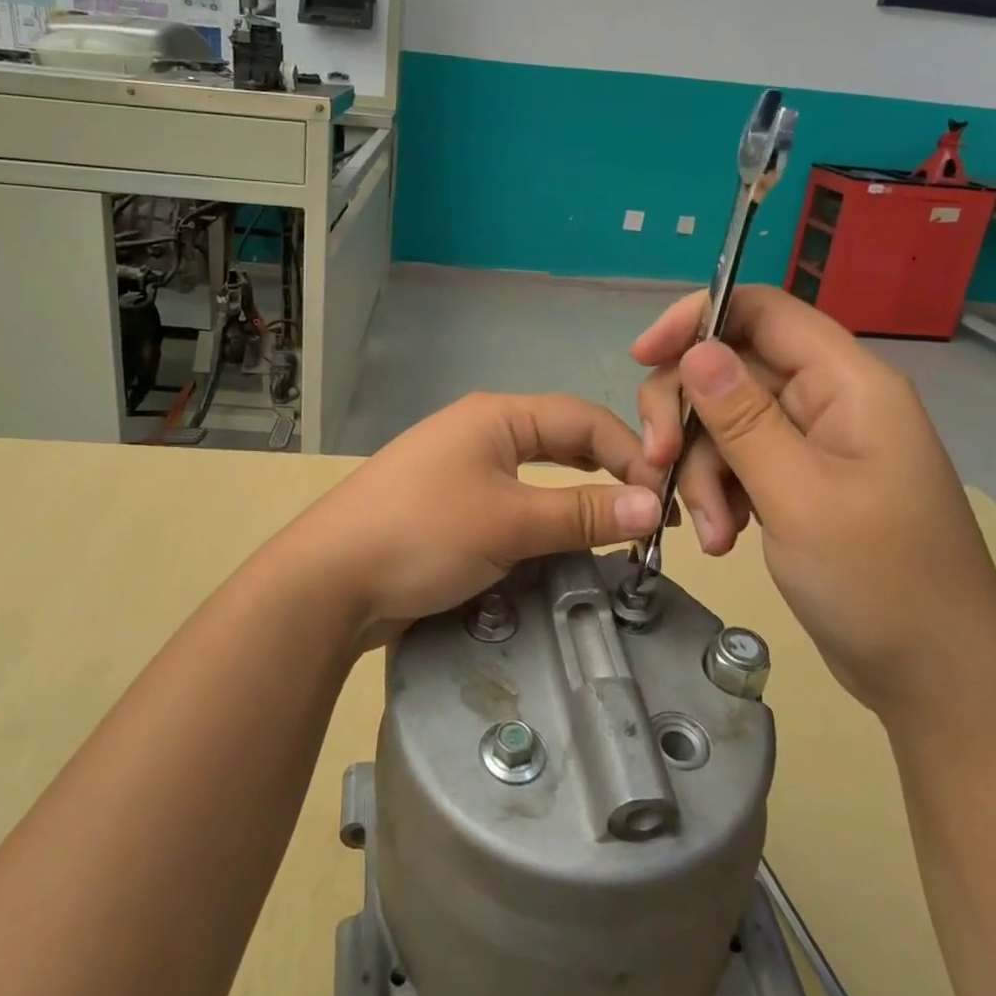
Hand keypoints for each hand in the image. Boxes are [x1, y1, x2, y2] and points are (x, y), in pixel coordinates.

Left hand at [282, 393, 663, 639]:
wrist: (329, 579)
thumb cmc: (422, 534)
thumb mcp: (509, 522)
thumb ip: (583, 512)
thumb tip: (653, 505)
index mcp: (497, 415)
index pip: (583, 418)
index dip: (631, 452)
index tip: (666, 496)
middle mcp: (482, 430)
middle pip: (562, 440)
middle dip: (609, 469)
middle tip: (648, 511)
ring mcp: (463, 467)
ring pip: (539, 472)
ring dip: (579, 494)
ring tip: (617, 525)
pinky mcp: (450, 504)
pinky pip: (514, 499)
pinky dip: (546, 514)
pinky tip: (563, 539)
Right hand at [634, 288, 995, 724]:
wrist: (936, 680)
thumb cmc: (881, 583)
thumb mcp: (799, 495)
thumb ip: (742, 418)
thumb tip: (695, 348)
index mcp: (847, 383)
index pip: (761, 310)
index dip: (697, 318)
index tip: (642, 356)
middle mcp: (827, 400)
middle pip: (729, 369)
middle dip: (686, 416)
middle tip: (658, 464)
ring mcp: (811, 444)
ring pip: (723, 422)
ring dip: (700, 471)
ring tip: (710, 533)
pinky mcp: (797, 482)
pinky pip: (736, 463)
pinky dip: (717, 494)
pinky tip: (720, 539)